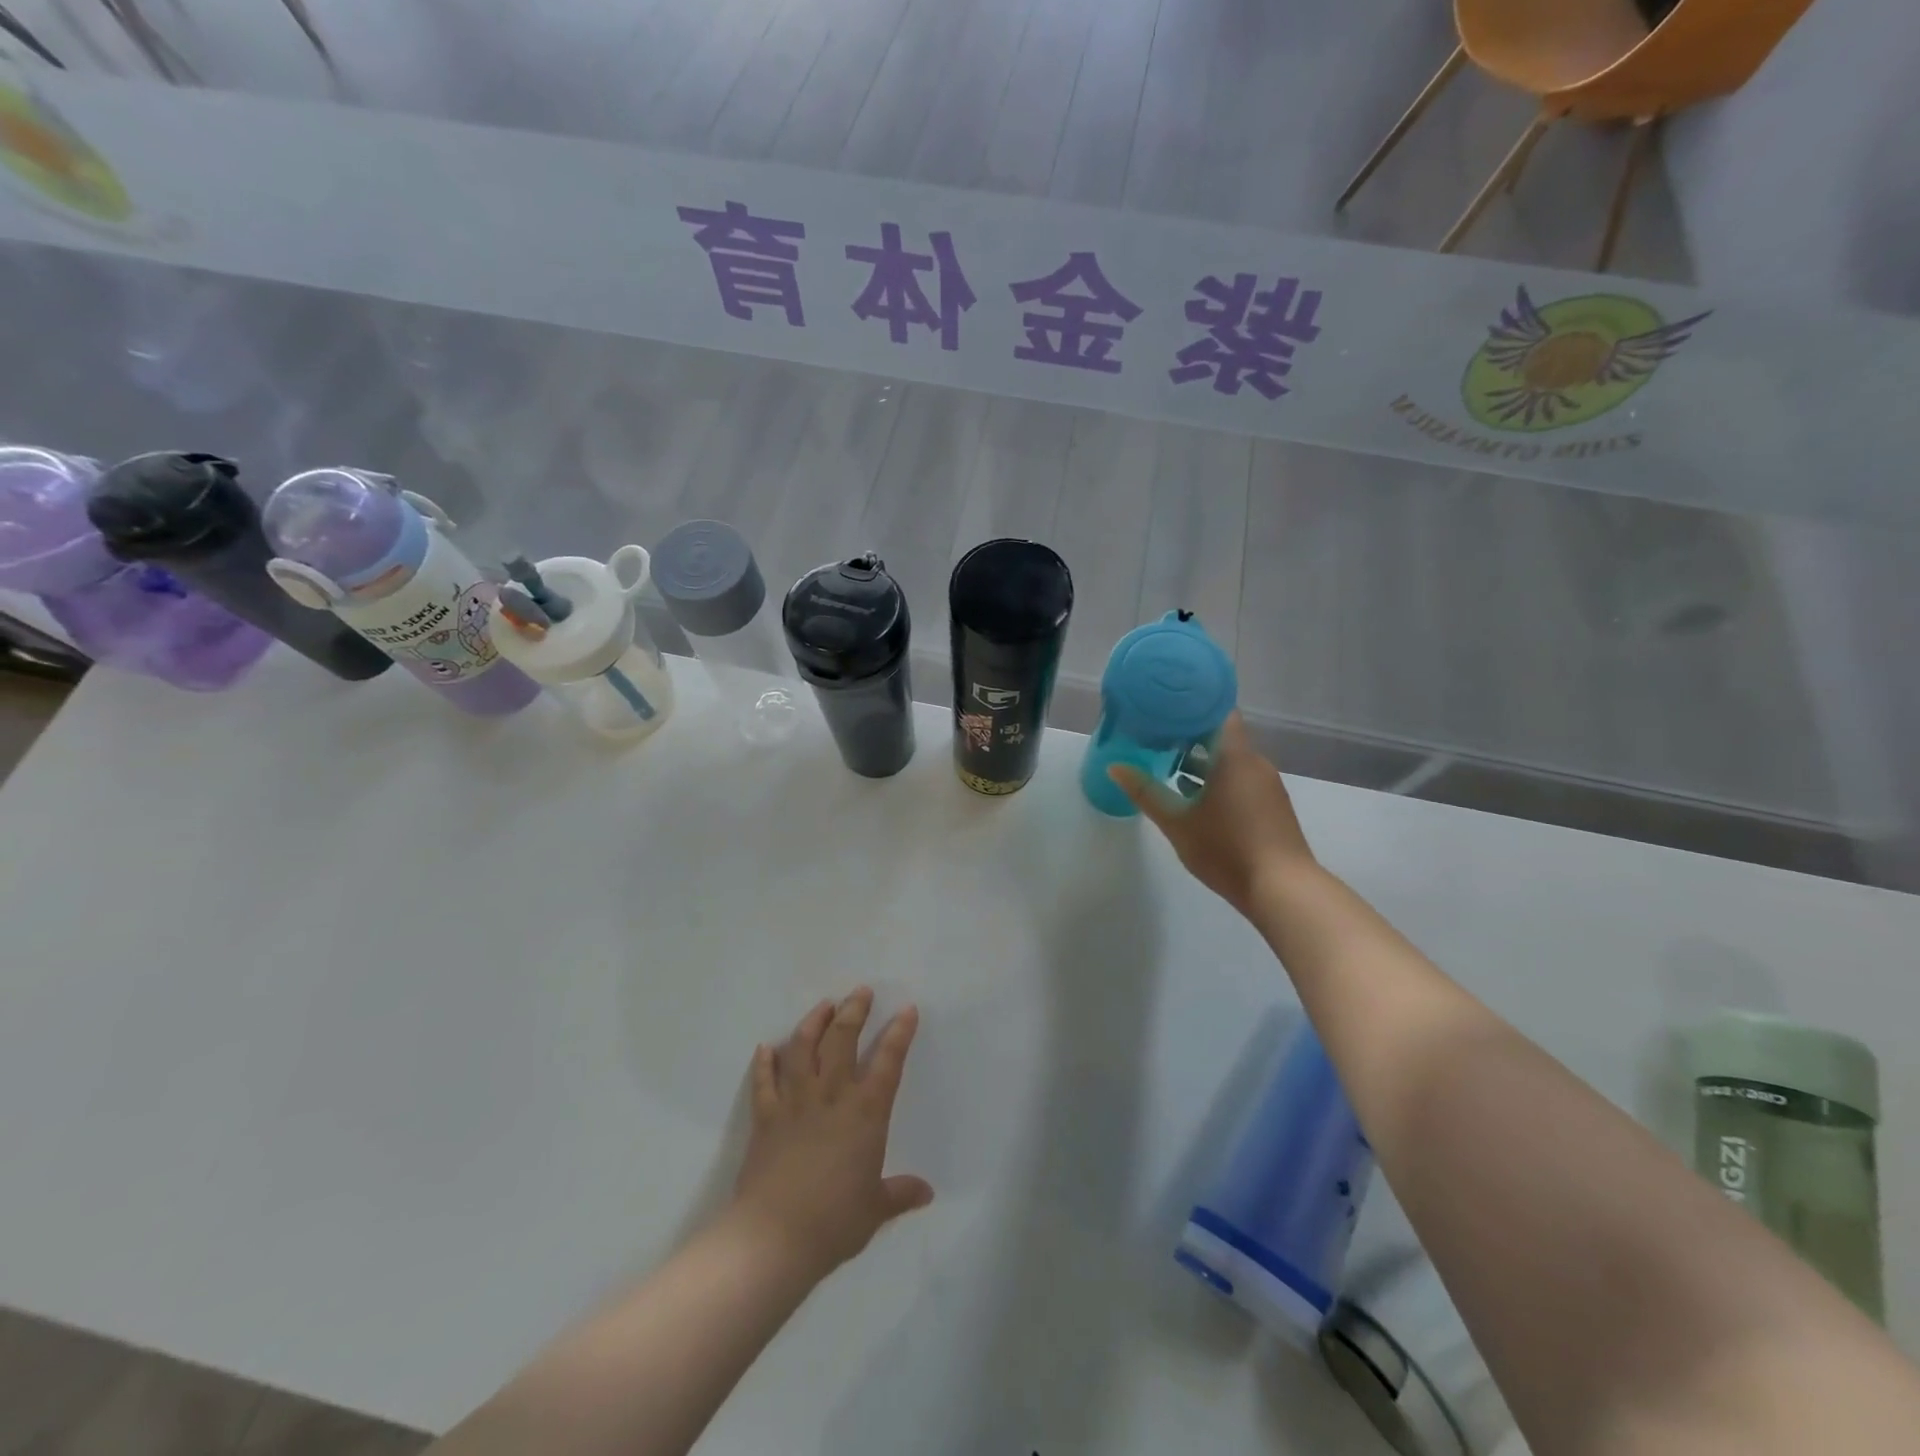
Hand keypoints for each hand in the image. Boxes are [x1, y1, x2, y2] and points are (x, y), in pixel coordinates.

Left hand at [730, 989, 932, 1280]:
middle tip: (860, 991)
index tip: (907, 1009)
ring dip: (813, 1023)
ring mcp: (794, 1103)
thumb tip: (926, 1192)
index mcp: (865, 1113)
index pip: (888, 1061)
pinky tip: (767, 1048)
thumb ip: (899, 1193)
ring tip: (823, 1005)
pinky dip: (765, 1063)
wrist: (773, 1238)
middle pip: (842, 1040)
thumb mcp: (875, 1210)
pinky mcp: (765, 1117)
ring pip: (803, 1049)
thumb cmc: (833, 1222)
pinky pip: (764, 1082)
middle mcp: (831, 1096)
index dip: (899, 1033)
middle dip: (853, 1011)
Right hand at [1108, 713, 1316, 919]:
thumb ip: (1145, 792)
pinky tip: (1196, 799)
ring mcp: (1267, 786)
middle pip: (1222, 737)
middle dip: (1190, 737)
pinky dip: (1219, 780)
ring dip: (1204, 762)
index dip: (1193, 707)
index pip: (1219, 713)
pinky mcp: (1272, 807)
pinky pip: (1242, 780)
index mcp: (1234, 757)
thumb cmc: (1226, 848)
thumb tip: (1115, 767)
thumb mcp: (1177, 822)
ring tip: (1169, 768)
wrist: (1282, 890)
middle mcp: (1255, 763)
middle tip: (1156, 738)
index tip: (1166, 709)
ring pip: (1232, 761)